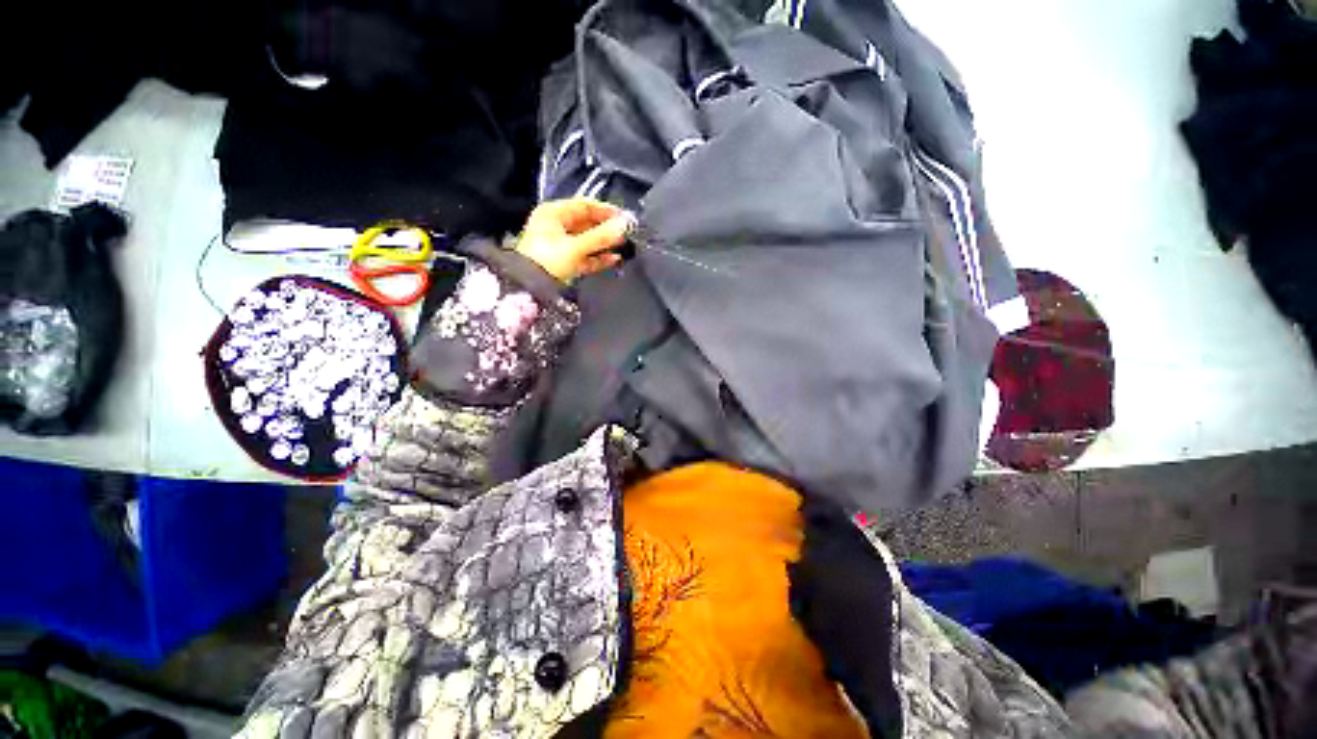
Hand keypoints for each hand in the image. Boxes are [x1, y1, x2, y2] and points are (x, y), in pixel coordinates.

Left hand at [516, 198, 633, 282]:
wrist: (530, 288)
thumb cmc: (547, 261)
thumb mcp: (576, 246)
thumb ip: (602, 236)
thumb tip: (625, 225)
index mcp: (552, 214)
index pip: (584, 205)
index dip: (605, 210)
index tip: (624, 217)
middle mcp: (556, 227)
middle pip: (587, 224)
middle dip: (607, 229)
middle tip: (626, 232)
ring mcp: (560, 246)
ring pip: (588, 241)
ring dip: (605, 244)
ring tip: (623, 245)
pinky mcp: (565, 263)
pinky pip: (586, 257)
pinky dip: (599, 258)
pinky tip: (614, 260)